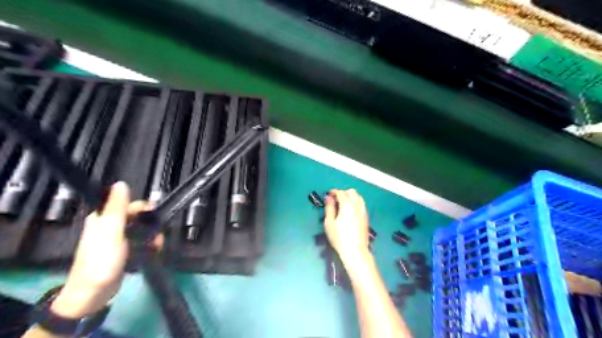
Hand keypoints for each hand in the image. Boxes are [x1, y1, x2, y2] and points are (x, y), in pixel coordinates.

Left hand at [52, 181, 149, 318]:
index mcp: (103, 218)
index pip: (127, 204)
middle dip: (150, 223)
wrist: (94, 294)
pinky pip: (142, 241)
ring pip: (142, 229)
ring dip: (152, 235)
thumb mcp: (110, 232)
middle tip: (157, 233)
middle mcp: (110, 226)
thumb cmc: (101, 261)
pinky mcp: (124, 251)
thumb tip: (120, 183)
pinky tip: (154, 250)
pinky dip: (150, 244)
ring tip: (157, 244)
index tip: (155, 213)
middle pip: (137, 216)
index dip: (142, 207)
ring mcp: (117, 240)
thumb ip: (117, 208)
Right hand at [328, 189, 369, 262]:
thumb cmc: (339, 237)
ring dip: (350, 197)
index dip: (334, 192)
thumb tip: (329, 198)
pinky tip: (349, 211)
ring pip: (358, 197)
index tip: (328, 195)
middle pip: (352, 192)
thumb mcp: (329, 222)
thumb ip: (329, 208)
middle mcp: (357, 205)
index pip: (341, 193)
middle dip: (343, 193)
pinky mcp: (366, 217)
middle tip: (336, 200)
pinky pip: (361, 204)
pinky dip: (355, 202)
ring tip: (343, 205)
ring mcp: (364, 210)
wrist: (355, 250)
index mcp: (347, 205)